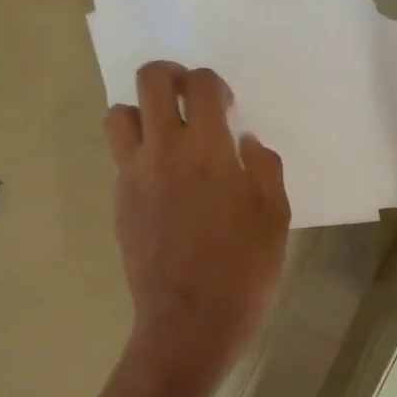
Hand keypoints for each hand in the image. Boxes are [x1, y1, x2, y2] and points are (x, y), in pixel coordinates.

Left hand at [107, 62, 289, 375]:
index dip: (214, 85)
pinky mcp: (120, 201)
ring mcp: (134, 176)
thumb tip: (245, 143)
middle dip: (172, 76)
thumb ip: (263, 169)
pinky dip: (139, 152)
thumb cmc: (245, 270)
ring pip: (120, 114)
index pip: (200, 86)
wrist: (191, 320)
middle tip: (191, 99)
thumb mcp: (275, 218)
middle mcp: (163, 151)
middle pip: (151, 81)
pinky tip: (164, 181)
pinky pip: (121, 157)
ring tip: (168, 136)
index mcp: (208, 151)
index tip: (226, 106)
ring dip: (144, 112)